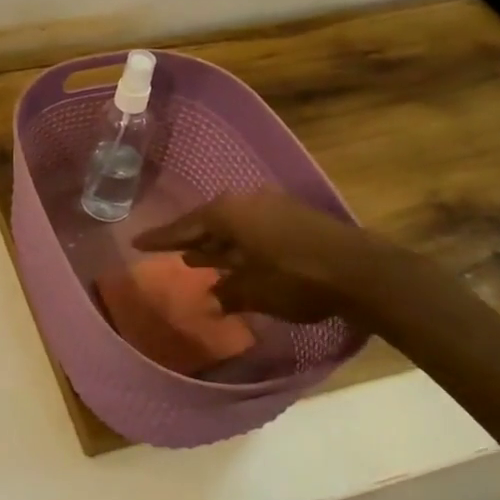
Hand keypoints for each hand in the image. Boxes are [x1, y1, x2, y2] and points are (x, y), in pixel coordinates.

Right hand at [133, 191, 414, 325]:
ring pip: (233, 225)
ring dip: (219, 243)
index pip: (184, 227)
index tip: (137, 242)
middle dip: (192, 240)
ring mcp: (272, 205)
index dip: (160, 238)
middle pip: (209, 222)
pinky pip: (254, 227)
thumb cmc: (297, 279)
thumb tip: (211, 299)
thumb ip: (229, 292)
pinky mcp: (294, 216)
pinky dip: (241, 244)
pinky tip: (240, 260)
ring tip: (202, 259)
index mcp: (228, 213)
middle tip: (171, 253)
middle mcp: (246, 201)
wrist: (362, 270)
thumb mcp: (255, 291)